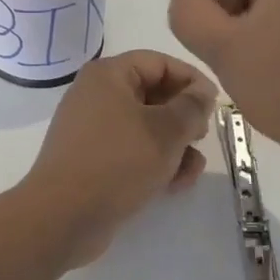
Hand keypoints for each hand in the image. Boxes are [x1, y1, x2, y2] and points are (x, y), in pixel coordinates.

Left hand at [20, 50, 218, 268]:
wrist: (63, 217)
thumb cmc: (118, 162)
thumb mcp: (166, 131)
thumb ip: (192, 107)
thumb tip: (202, 93)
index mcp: (108, 75)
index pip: (159, 62)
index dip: (192, 79)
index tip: (216, 104)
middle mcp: (97, 96)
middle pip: (153, 95)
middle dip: (184, 118)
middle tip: (202, 137)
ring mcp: (92, 130)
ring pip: (146, 127)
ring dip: (174, 146)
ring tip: (190, 170)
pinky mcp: (93, 161)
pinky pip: (131, 151)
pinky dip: (154, 162)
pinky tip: (174, 185)